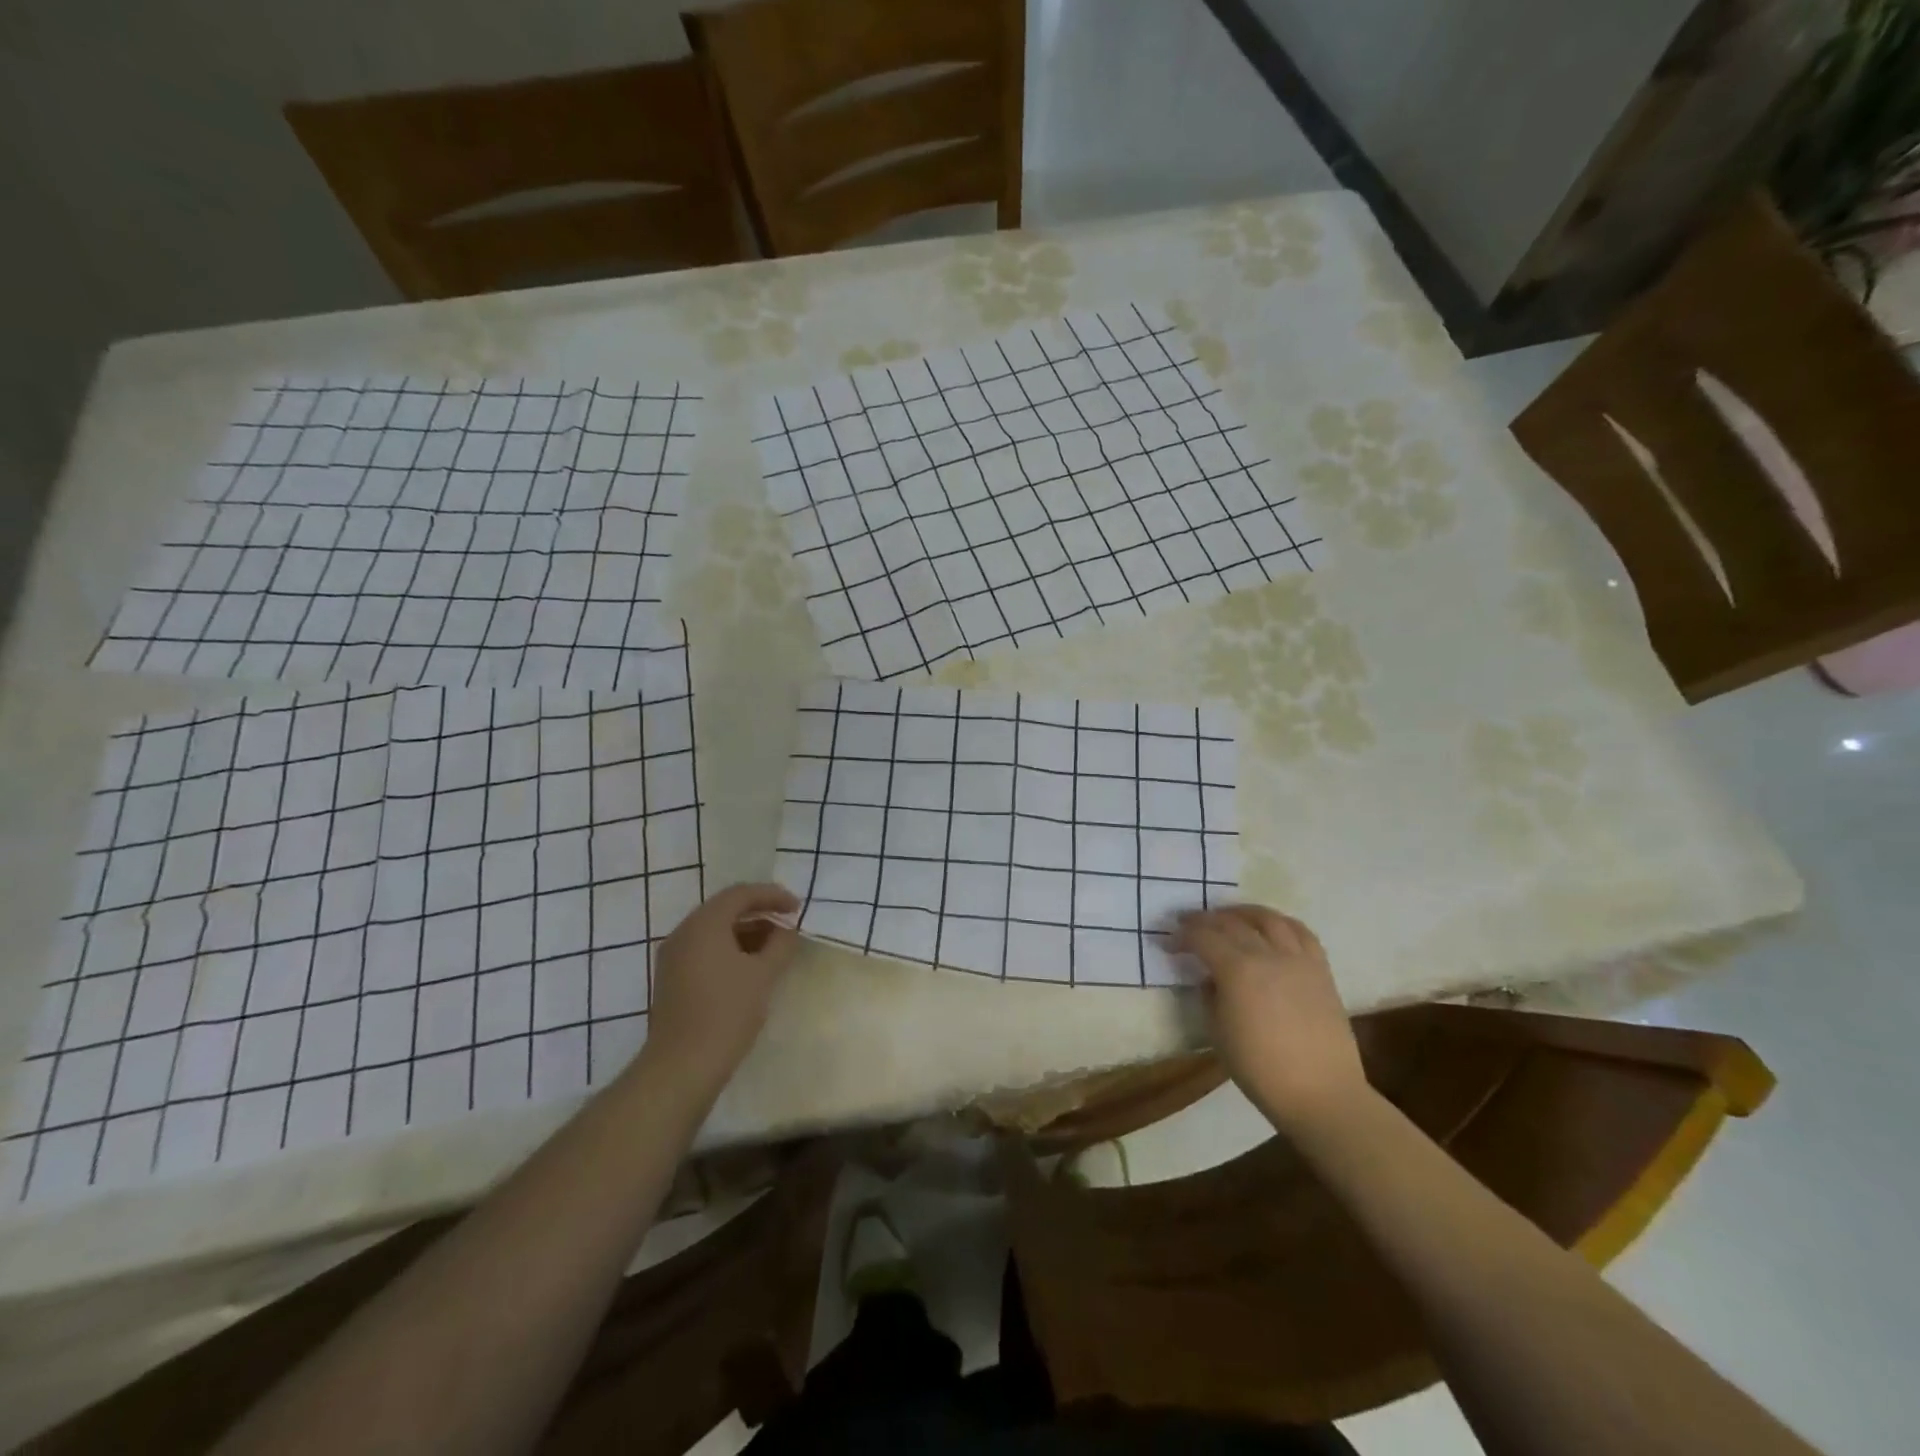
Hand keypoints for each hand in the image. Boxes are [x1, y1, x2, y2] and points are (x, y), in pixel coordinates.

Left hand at [640, 883, 800, 1092]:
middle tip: (787, 923)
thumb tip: (787, 932)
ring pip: (714, 931)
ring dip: (746, 932)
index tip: (797, 908)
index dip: (772, 896)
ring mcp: (673, 957)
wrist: (682, 1066)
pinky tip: (751, 967)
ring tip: (775, 947)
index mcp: (704, 925)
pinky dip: (730, 949)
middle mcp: (683, 933)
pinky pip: (705, 950)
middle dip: (760, 913)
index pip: (741, 894)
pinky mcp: (672, 979)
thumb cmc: (727, 1012)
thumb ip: (780, 945)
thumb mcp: (763, 975)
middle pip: (725, 909)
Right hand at [1172, 905, 1368, 1134]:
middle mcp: (1268, 955)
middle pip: (1232, 923)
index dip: (1182, 936)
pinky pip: (1301, 933)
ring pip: (1269, 919)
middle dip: (1206, 920)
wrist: (1322, 1094)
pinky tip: (1271, 929)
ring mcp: (1298, 960)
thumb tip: (1211, 978)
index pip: (1203, 938)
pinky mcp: (1321, 970)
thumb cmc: (1261, 1069)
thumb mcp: (1218, 1032)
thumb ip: (1210, 996)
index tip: (1168, 943)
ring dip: (1243, 913)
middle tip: (1189, 924)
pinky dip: (1281, 923)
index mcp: (1238, 970)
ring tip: (1229, 917)